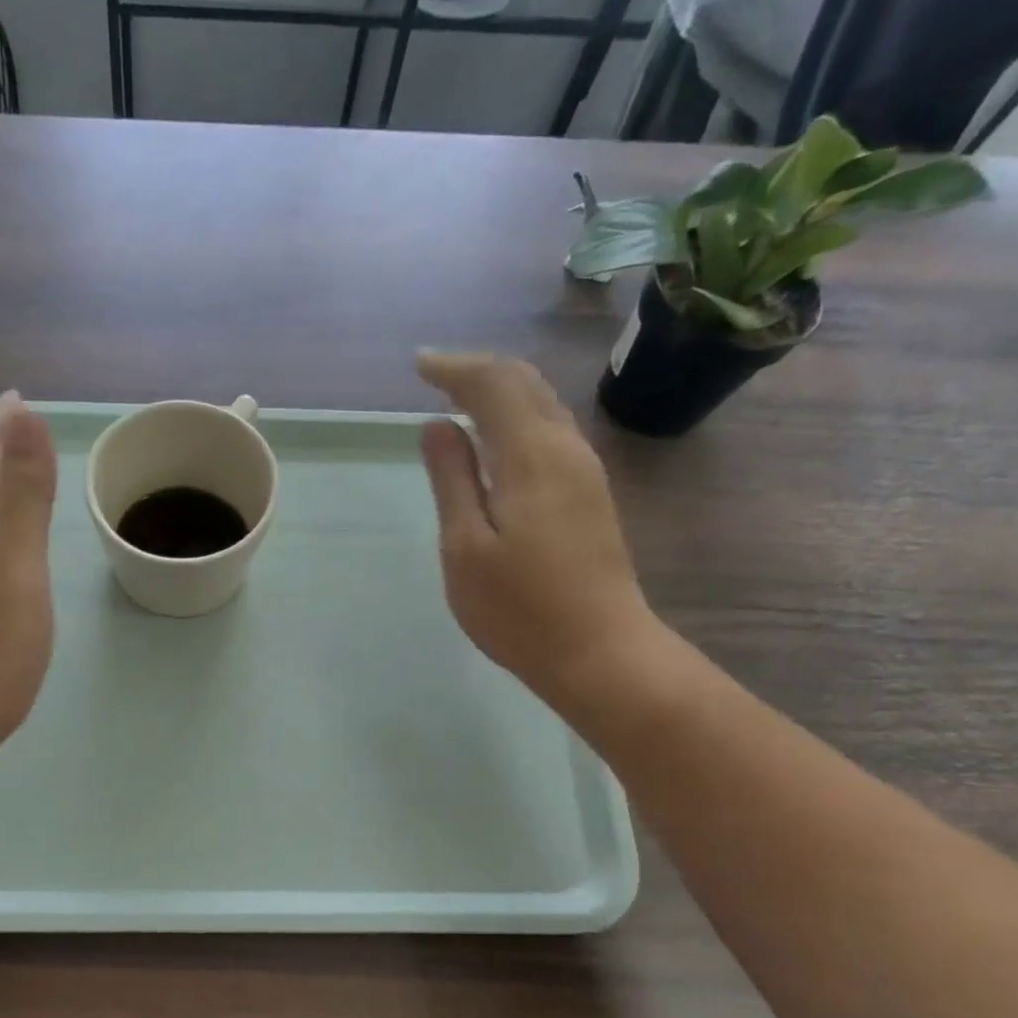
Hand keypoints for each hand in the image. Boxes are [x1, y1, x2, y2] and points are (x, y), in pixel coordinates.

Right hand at [416, 351, 660, 703]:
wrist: (598, 652)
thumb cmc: (519, 608)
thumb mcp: (465, 547)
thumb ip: (452, 480)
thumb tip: (438, 426)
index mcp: (532, 456)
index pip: (493, 385)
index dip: (455, 368)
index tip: (418, 365)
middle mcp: (567, 449)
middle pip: (526, 384)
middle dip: (480, 370)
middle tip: (437, 373)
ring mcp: (585, 472)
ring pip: (544, 405)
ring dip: (502, 390)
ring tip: (461, 397)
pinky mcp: (590, 495)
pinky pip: (551, 431)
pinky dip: (518, 417)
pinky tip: (496, 438)